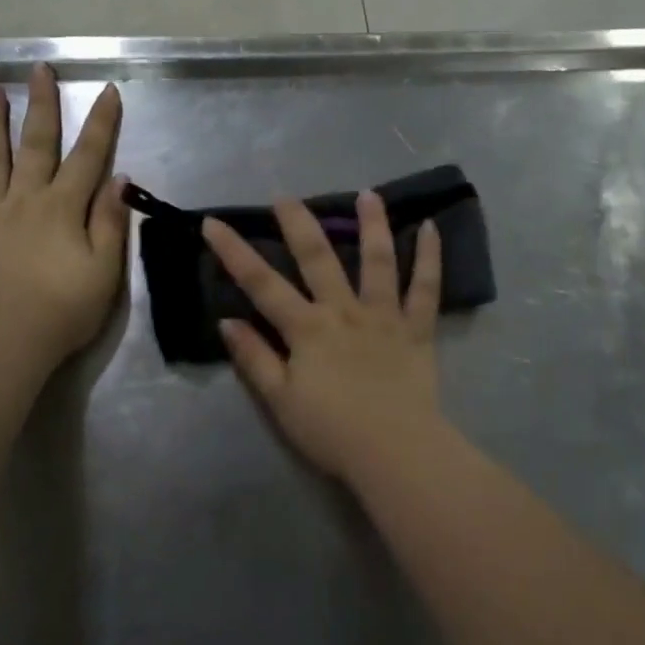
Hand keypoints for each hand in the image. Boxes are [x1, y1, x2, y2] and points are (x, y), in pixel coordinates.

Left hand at [0, 64, 128, 367]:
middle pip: (36, 145)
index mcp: (63, 209)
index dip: (101, 123)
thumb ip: (110, 223)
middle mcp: (24, 200)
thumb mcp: (105, 271)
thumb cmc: (64, 310)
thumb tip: (119, 178)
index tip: (108, 90)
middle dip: (42, 105)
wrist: (5, 342)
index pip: (88, 157)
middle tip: (40, 69)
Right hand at [202, 192, 444, 484]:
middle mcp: (343, 311)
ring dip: (372, 225)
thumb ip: (254, 359)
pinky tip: (431, 227)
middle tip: (286, 196)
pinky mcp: (416, 329)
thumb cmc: (332, 432)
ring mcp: (383, 316)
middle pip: (318, 259)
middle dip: (299, 224)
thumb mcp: (280, 401)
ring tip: (368, 194)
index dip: (234, 252)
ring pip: (378, 261)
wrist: (394, 451)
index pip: (262, 284)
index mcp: (306, 329)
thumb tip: (227, 322)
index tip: (214, 222)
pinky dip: (430, 257)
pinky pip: (426, 289)